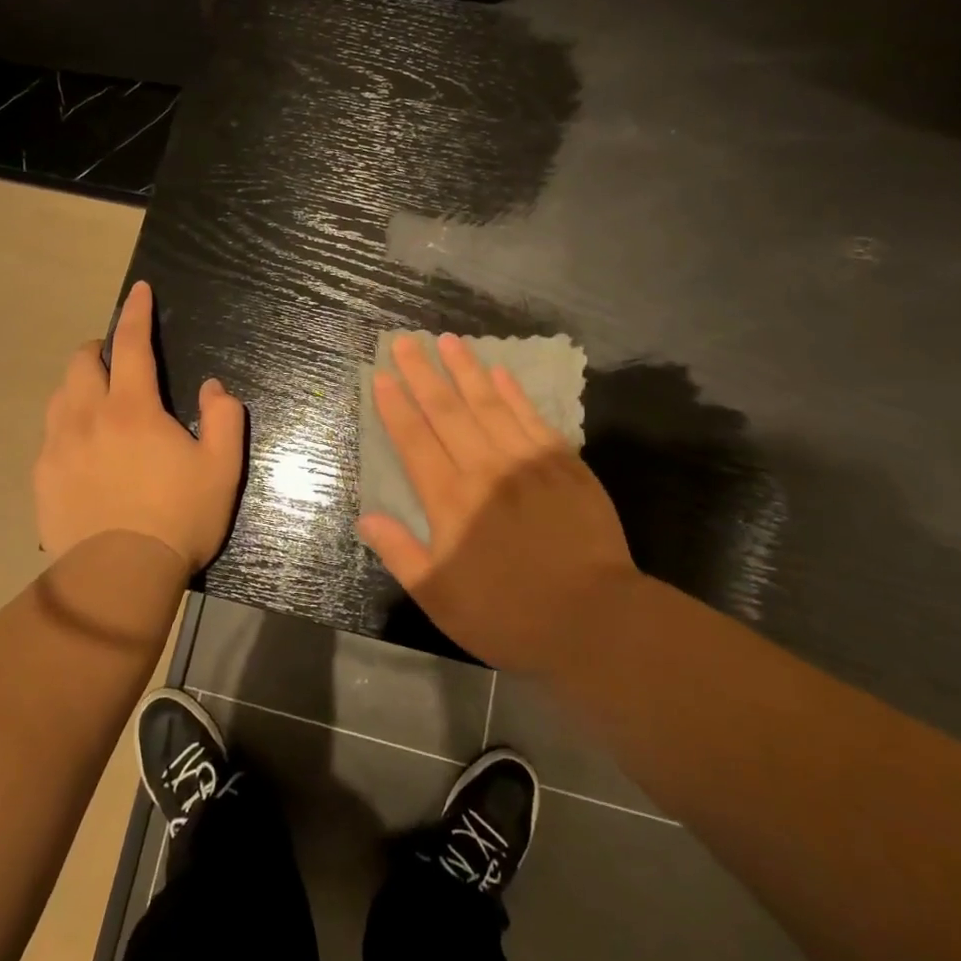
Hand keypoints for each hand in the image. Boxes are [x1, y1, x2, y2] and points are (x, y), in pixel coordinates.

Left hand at [34, 280, 245, 570]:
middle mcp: (87, 416)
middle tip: (118, 361)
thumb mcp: (222, 469)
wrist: (117, 579)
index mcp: (132, 409)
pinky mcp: (42, 477)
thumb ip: (225, 419)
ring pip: (60, 395)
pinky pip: (50, 434)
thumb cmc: (177, 520)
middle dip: (100, 349)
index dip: (136, 312)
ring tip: (99, 402)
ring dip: (80, 385)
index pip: (131, 344)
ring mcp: (57, 447)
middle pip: (81, 362)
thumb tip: (213, 388)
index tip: (138, 291)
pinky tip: (82, 449)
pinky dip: (67, 425)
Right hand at [357, 333, 640, 672]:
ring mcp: (527, 461)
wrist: (595, 620)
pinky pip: (531, 417)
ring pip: (488, 404)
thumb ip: (401, 554)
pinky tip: (499, 372)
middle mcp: (484, 469)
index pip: (414, 440)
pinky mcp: (564, 464)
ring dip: (465, 370)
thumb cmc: (509, 615)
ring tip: (447, 340)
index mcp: (450, 500)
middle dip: (422, 373)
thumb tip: (366, 518)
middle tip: (405, 341)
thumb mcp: (441, 598)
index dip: (395, 406)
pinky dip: (513, 392)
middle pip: (446, 411)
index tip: (381, 376)